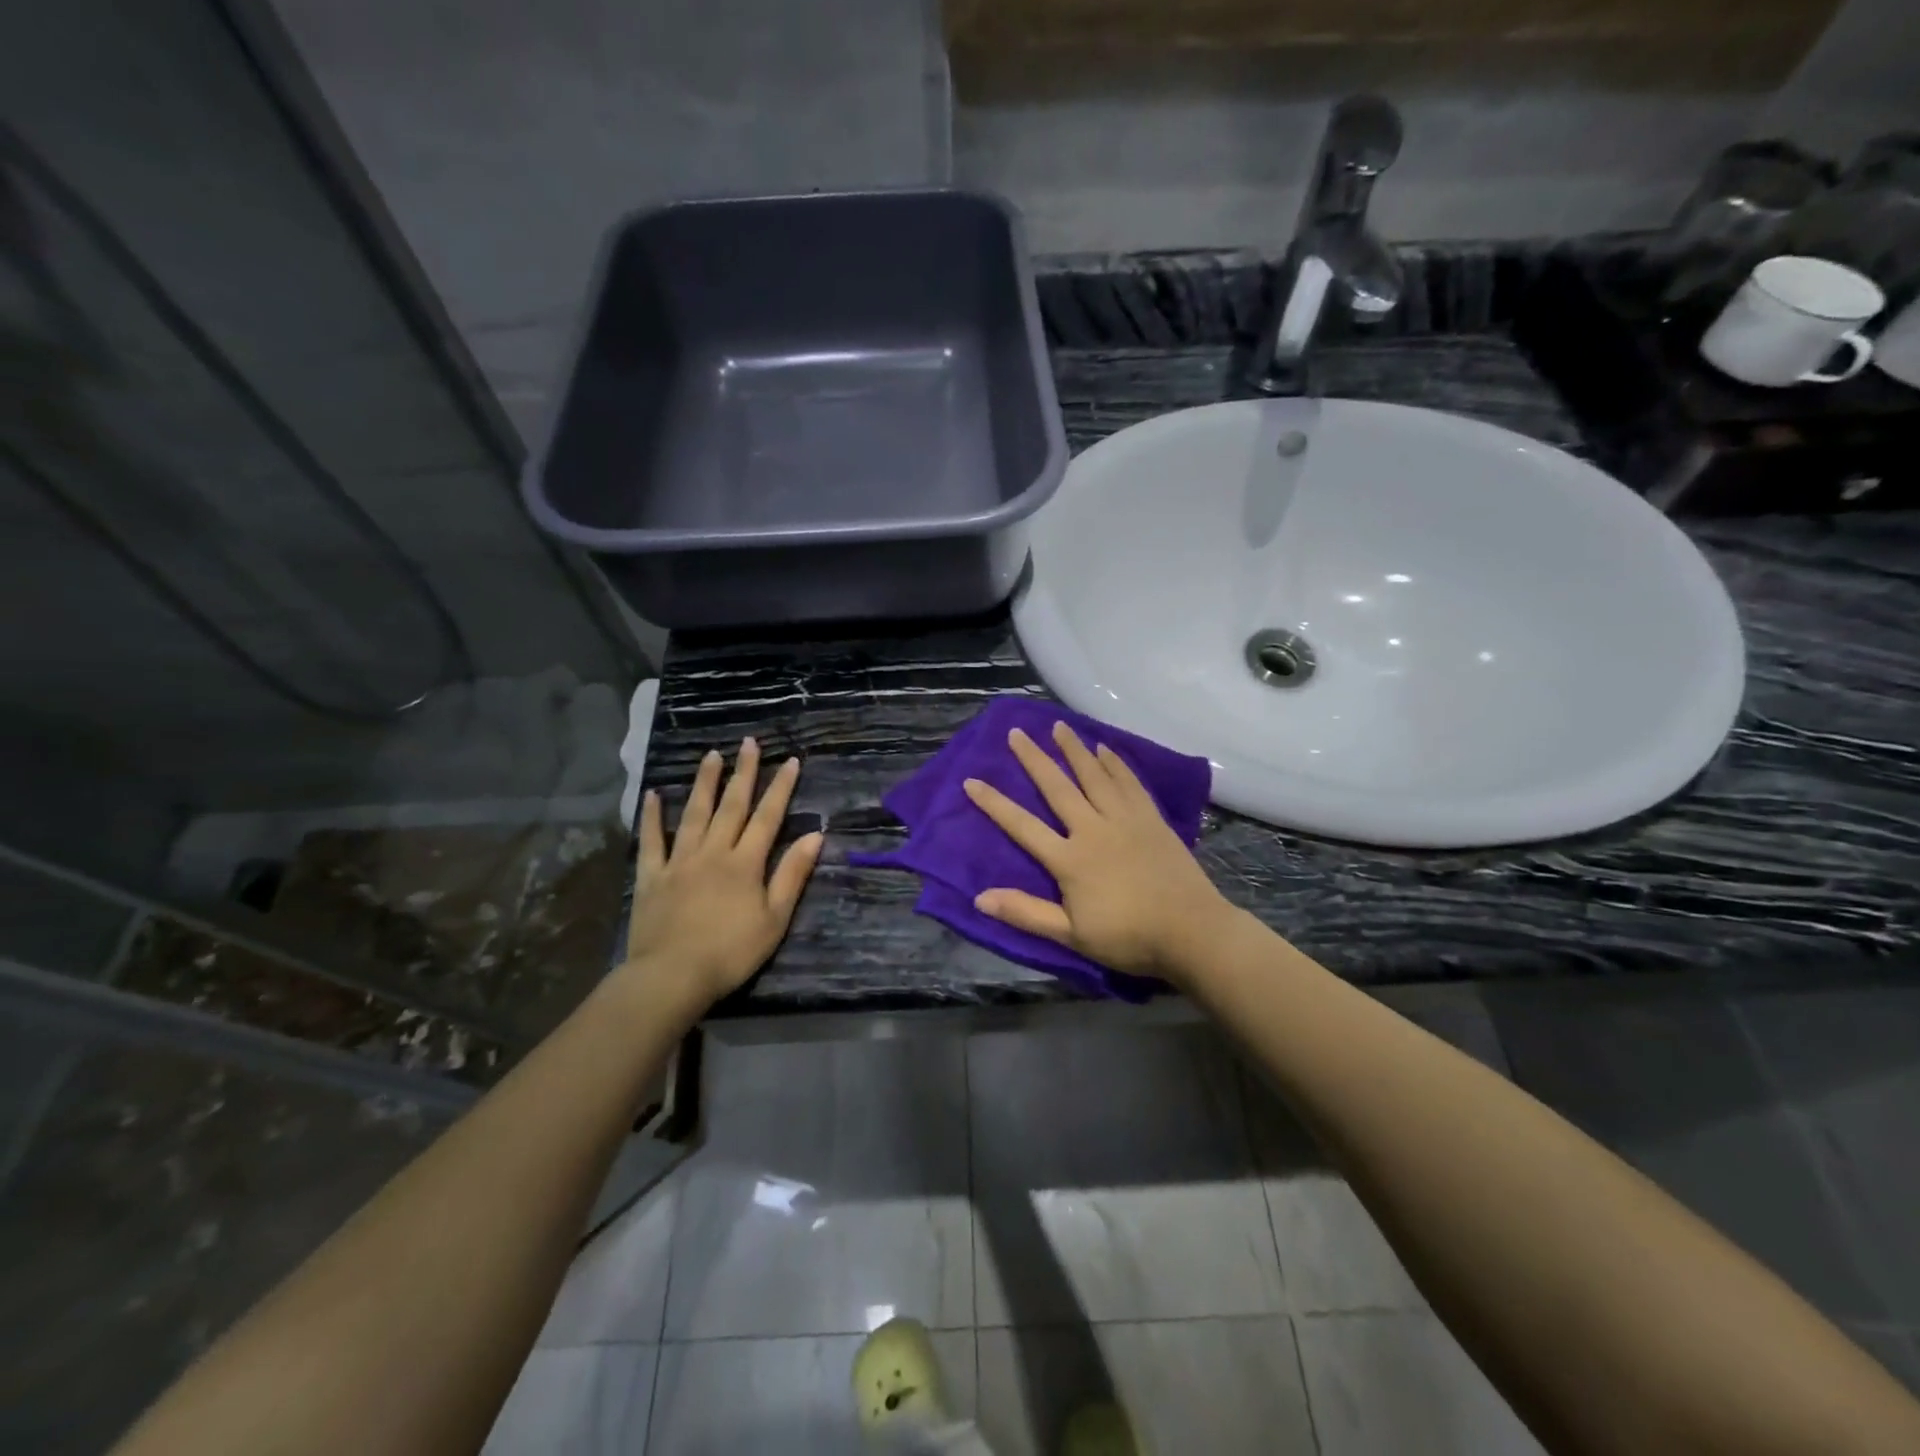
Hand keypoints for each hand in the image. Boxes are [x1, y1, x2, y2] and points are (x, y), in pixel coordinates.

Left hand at [620, 738, 823, 1009]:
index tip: (790, 761)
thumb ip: (793, 874)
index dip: (780, 788)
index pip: (768, 817)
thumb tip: (816, 835)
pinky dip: (653, 817)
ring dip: (704, 783)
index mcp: (745, 862)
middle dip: (743, 773)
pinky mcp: (652, 877)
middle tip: (748, 743)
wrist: (673, 976)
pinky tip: (654, 795)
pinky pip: (652, 841)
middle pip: (732, 806)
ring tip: (711, 756)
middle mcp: (713, 852)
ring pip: (694, 814)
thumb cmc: (731, 951)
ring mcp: (679, 861)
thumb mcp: (775, 918)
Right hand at [963, 722, 1234, 983]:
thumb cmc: (1128, 938)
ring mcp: (1124, 820)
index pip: (1022, 826)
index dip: (994, 804)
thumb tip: (979, 898)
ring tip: (1058, 726)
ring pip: (1094, 776)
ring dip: (1074, 750)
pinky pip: (1128, 783)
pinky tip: (1105, 749)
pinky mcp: (1150, 819)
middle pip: (1057, 788)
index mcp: (1069, 859)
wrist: (1192, 931)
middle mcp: (1093, 829)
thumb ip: (1026, 913)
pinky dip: (1114, 764)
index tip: (972, 780)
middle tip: (1017, 732)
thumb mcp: (1070, 936)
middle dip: (1034, 759)